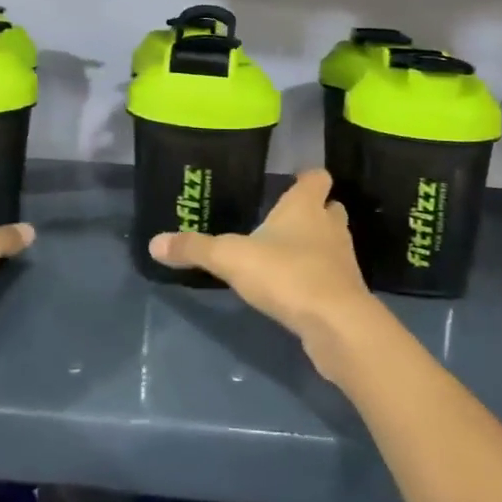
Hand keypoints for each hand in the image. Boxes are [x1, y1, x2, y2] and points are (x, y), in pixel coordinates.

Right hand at [148, 169, 382, 384]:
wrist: (336, 324)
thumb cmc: (286, 274)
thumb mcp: (230, 258)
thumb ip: (194, 249)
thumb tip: (154, 243)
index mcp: (306, 206)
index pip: (317, 177)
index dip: (307, 178)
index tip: (293, 181)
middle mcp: (330, 227)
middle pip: (329, 209)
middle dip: (313, 213)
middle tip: (286, 222)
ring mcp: (343, 261)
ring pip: (332, 243)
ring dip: (316, 246)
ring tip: (287, 256)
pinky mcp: (347, 293)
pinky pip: (332, 277)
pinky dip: (318, 279)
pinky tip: (296, 290)